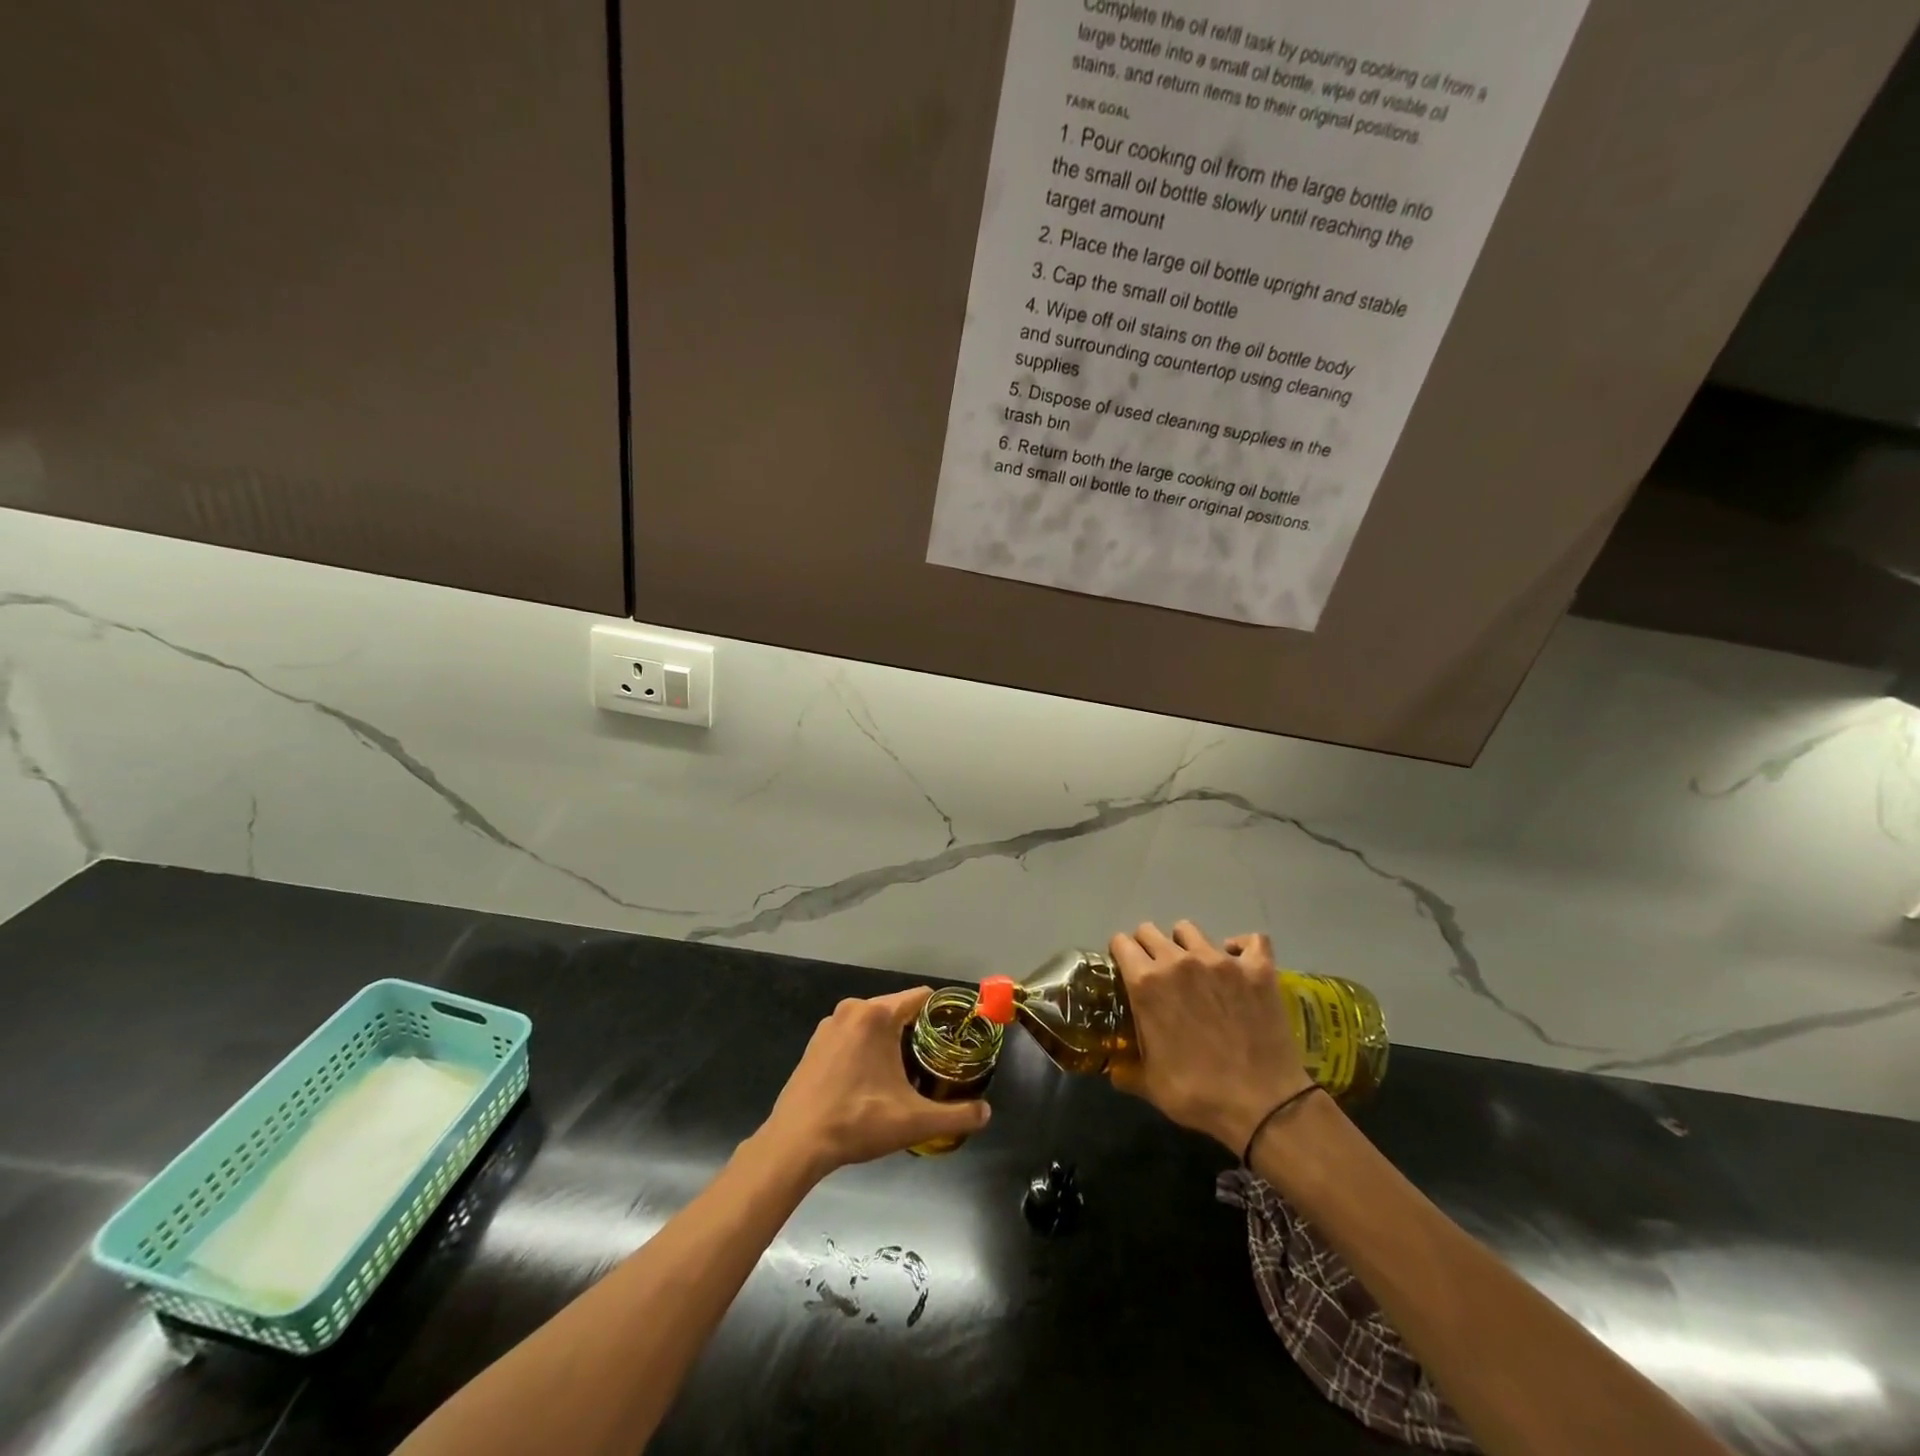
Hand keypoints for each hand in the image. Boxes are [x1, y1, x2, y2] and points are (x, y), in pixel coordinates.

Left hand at [759, 987, 990, 1177]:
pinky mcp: (815, 1044)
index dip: (943, 1013)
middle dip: (918, 1031)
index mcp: (877, 1015)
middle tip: (936, 1060)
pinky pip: (853, 1035)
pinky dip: (867, 1048)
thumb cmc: (858, 1121)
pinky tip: (872, 1080)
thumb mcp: (914, 1121)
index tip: (958, 1034)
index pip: (921, 997)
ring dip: (891, 1040)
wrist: (796, 1143)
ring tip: (907, 1072)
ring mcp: (829, 1025)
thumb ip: (956, 1116)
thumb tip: (986, 1113)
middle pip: (898, 1009)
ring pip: (873, 1023)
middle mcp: (852, 1009)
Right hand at [1108, 921, 1313, 1153]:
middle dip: (1148, 947)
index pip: (1121, 943)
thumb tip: (1114, 1069)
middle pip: (1150, 930)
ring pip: (1190, 930)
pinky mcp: (1257, 968)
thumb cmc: (1199, 1095)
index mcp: (1147, 983)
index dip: (1121, 955)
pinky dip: (1242, 948)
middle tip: (1158, 974)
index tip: (1126, 972)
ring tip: (1196, 969)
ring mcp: (1221, 960)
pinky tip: (1239, 963)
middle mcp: (1179, 961)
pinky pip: (1250, 940)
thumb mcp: (1150, 1085)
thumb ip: (1126, 1069)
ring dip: (1186, 945)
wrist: (1265, 1106)